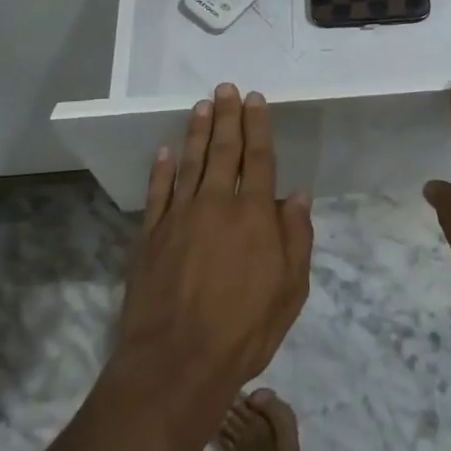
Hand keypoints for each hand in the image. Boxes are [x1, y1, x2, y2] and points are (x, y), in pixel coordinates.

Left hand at [119, 84, 313, 389]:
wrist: (177, 362)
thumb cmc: (244, 329)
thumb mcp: (291, 290)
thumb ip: (296, 238)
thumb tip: (298, 195)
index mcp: (255, 215)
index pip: (259, 158)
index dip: (258, 126)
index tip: (255, 99)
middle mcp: (217, 204)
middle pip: (224, 150)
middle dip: (227, 116)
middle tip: (226, 88)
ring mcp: (180, 217)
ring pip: (190, 162)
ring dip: (197, 131)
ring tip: (201, 105)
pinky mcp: (151, 235)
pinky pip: (158, 192)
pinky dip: (162, 169)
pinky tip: (165, 152)